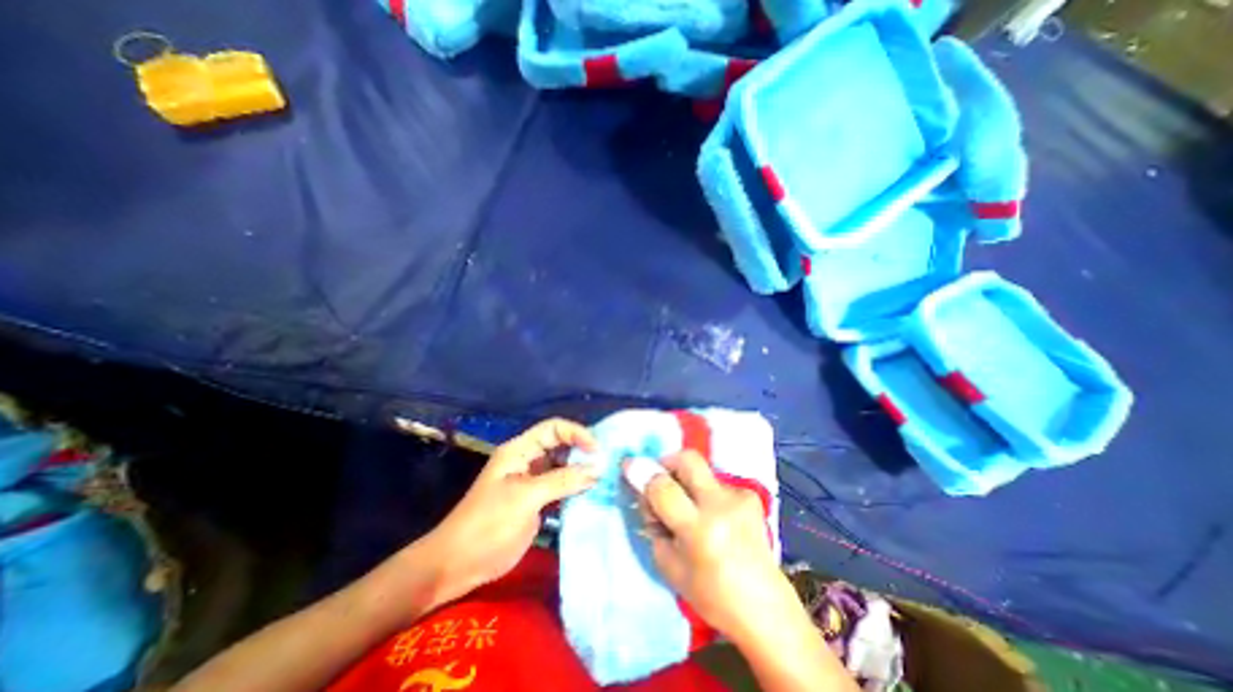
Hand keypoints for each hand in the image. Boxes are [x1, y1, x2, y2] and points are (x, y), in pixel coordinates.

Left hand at [418, 416, 603, 604]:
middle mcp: (528, 460)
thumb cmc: (488, 524)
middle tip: (606, 464)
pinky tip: (590, 493)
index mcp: (519, 450)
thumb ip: (563, 480)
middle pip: (561, 445)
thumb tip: (598, 468)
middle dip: (582, 451)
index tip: (598, 450)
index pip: (554, 428)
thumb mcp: (527, 498)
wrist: (457, 565)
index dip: (577, 433)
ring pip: (563, 466)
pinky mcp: (536, 500)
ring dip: (581, 470)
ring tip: (604, 478)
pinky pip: (561, 486)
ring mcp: (532, 481)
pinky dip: (575, 487)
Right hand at [629, 455, 793, 643]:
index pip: (663, 487)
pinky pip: (716, 483)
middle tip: (660, 477)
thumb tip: (644, 489)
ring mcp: (739, 497)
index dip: (643, 473)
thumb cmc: (710, 595)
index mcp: (699, 530)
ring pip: (701, 472)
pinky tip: (712, 516)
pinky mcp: (750, 495)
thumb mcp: (668, 565)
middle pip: (688, 459)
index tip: (629, 465)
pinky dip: (705, 493)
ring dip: (686, 482)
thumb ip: (653, 522)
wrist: (764, 608)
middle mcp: (721, 506)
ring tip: (689, 509)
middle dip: (668, 461)